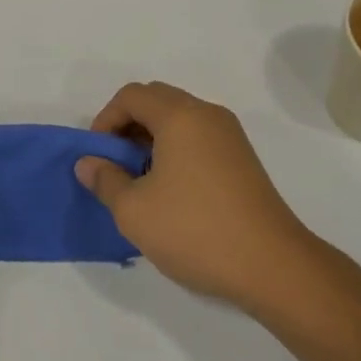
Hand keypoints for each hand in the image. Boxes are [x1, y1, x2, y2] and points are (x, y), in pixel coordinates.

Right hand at [77, 81, 318, 309]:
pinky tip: (171, 190)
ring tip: (140, 181)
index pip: (132, 95)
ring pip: (180, 119)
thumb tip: (88, 163)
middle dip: (128, 125)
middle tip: (115, 164)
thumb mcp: (134, 211)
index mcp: (180, 116)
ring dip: (152, 138)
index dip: (105, 119)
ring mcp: (230, 136)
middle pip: (157, 100)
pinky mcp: (243, 159)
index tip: (97, 156)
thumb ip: (105, 180)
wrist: (272, 265)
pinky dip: (176, 150)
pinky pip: (199, 137)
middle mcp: (207, 114)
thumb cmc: (195, 230)